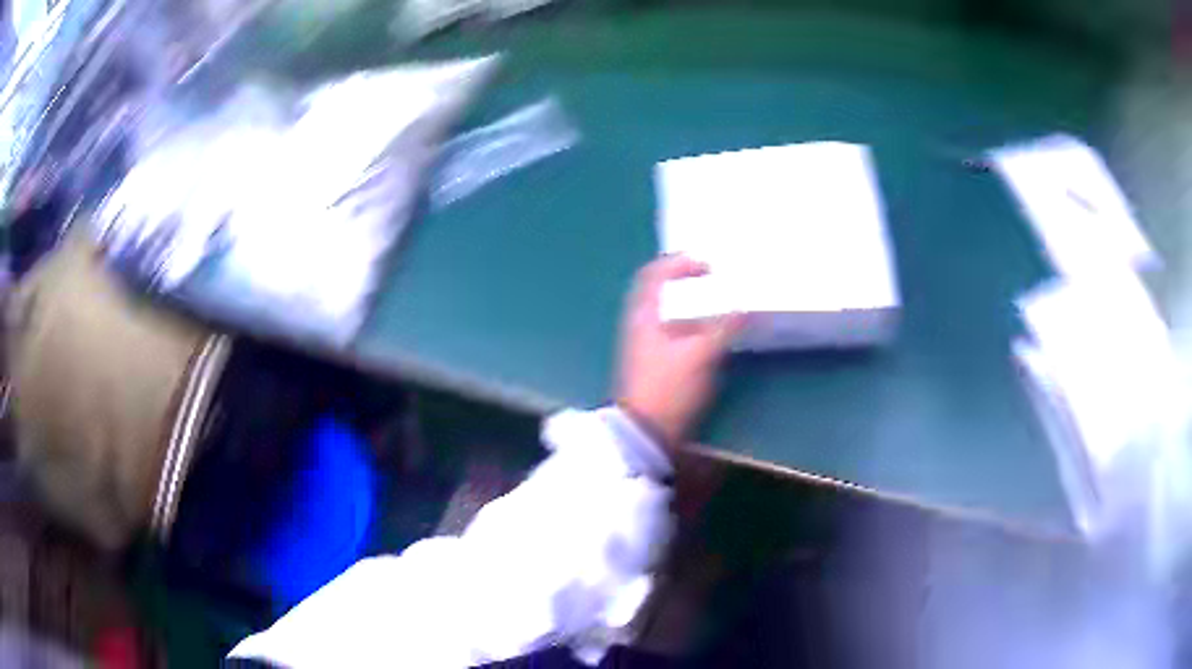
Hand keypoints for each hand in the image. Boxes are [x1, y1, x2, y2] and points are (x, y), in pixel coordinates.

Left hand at [616, 255, 741, 450]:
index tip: (707, 267)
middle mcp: (640, 326)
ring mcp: (645, 347)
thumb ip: (723, 327)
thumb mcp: (701, 354)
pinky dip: (692, 328)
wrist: (646, 435)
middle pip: (660, 292)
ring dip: (692, 307)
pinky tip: (712, 337)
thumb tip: (744, 309)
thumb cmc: (669, 388)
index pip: (654, 274)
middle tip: (715, 282)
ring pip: (669, 315)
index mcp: (644, 316)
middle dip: (687, 283)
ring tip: (720, 307)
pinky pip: (674, 335)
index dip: (679, 263)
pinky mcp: (654, 366)